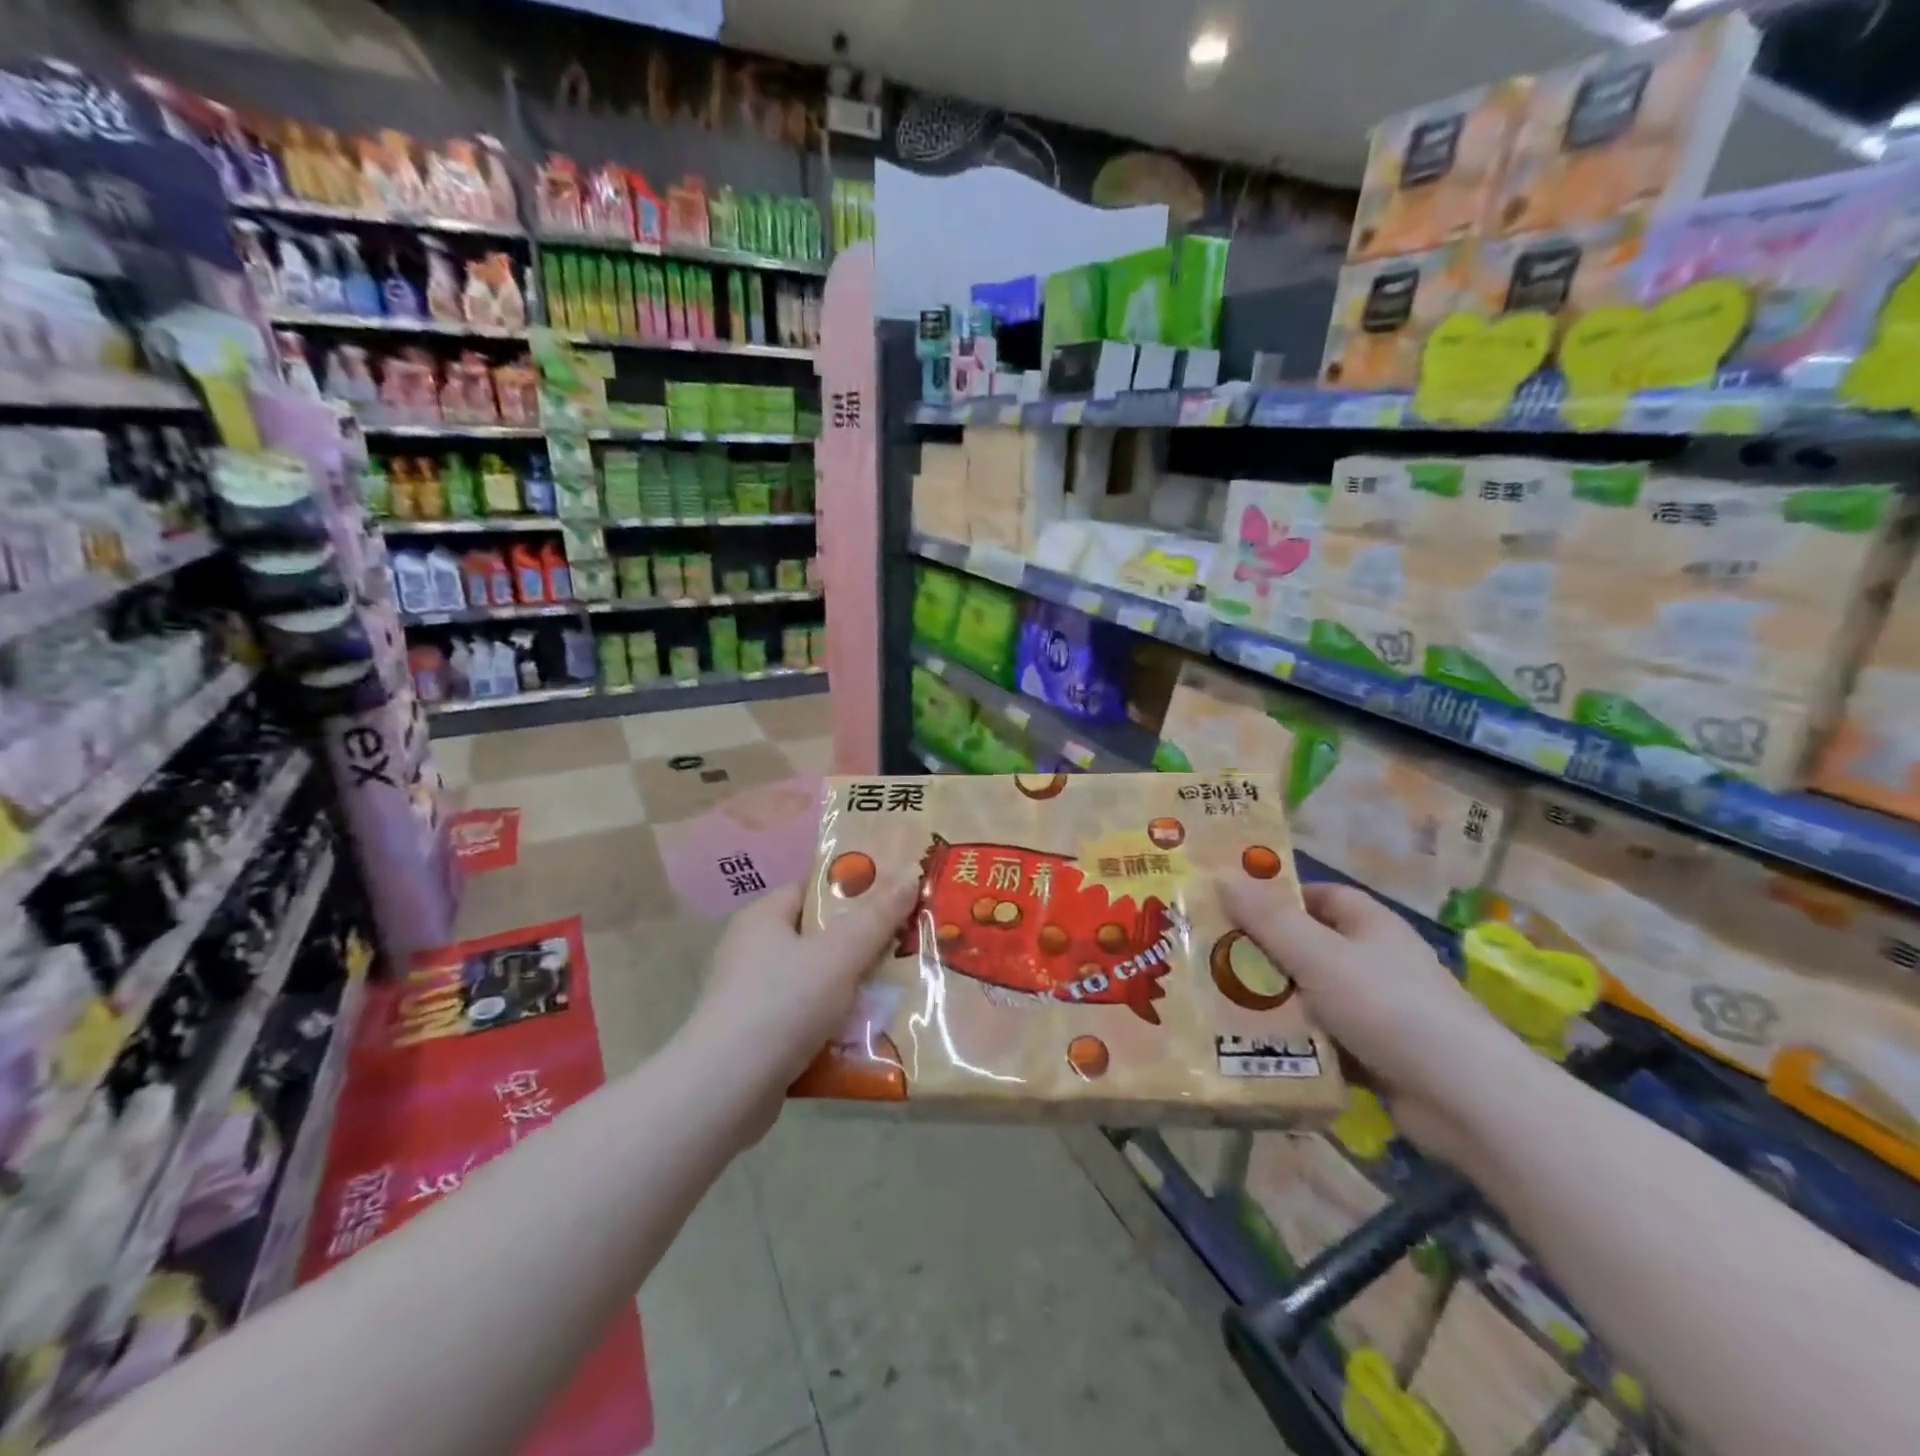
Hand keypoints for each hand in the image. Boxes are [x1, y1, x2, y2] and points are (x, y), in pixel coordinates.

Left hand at [682, 874, 918, 1136]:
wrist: (725, 1092)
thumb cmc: (782, 1004)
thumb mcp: (839, 954)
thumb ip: (878, 917)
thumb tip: (912, 873)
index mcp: (764, 917)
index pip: (814, 890)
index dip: (856, 890)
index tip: (897, 899)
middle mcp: (753, 950)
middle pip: (820, 936)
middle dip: (863, 944)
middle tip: (908, 946)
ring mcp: (752, 996)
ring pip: (817, 981)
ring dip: (854, 989)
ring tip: (900, 992)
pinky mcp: (757, 1038)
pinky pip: (807, 1019)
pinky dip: (835, 1025)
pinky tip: (869, 1035)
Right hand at [1218, 878, 1533, 1164]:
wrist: (1465, 1100)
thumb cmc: (1388, 1007)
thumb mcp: (1318, 956)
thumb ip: (1267, 919)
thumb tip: (1220, 875)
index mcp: (1369, 926)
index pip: (1318, 897)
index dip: (1276, 898)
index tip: (1231, 909)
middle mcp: (1375, 961)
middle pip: (1308, 947)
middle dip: (1263, 954)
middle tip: (1210, 958)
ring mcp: (1378, 1010)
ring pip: (1311, 995)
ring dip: (1274, 1002)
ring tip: (1218, 1004)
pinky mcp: (1376, 1055)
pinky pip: (1323, 1038)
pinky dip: (1295, 1042)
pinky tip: (1255, 1048)